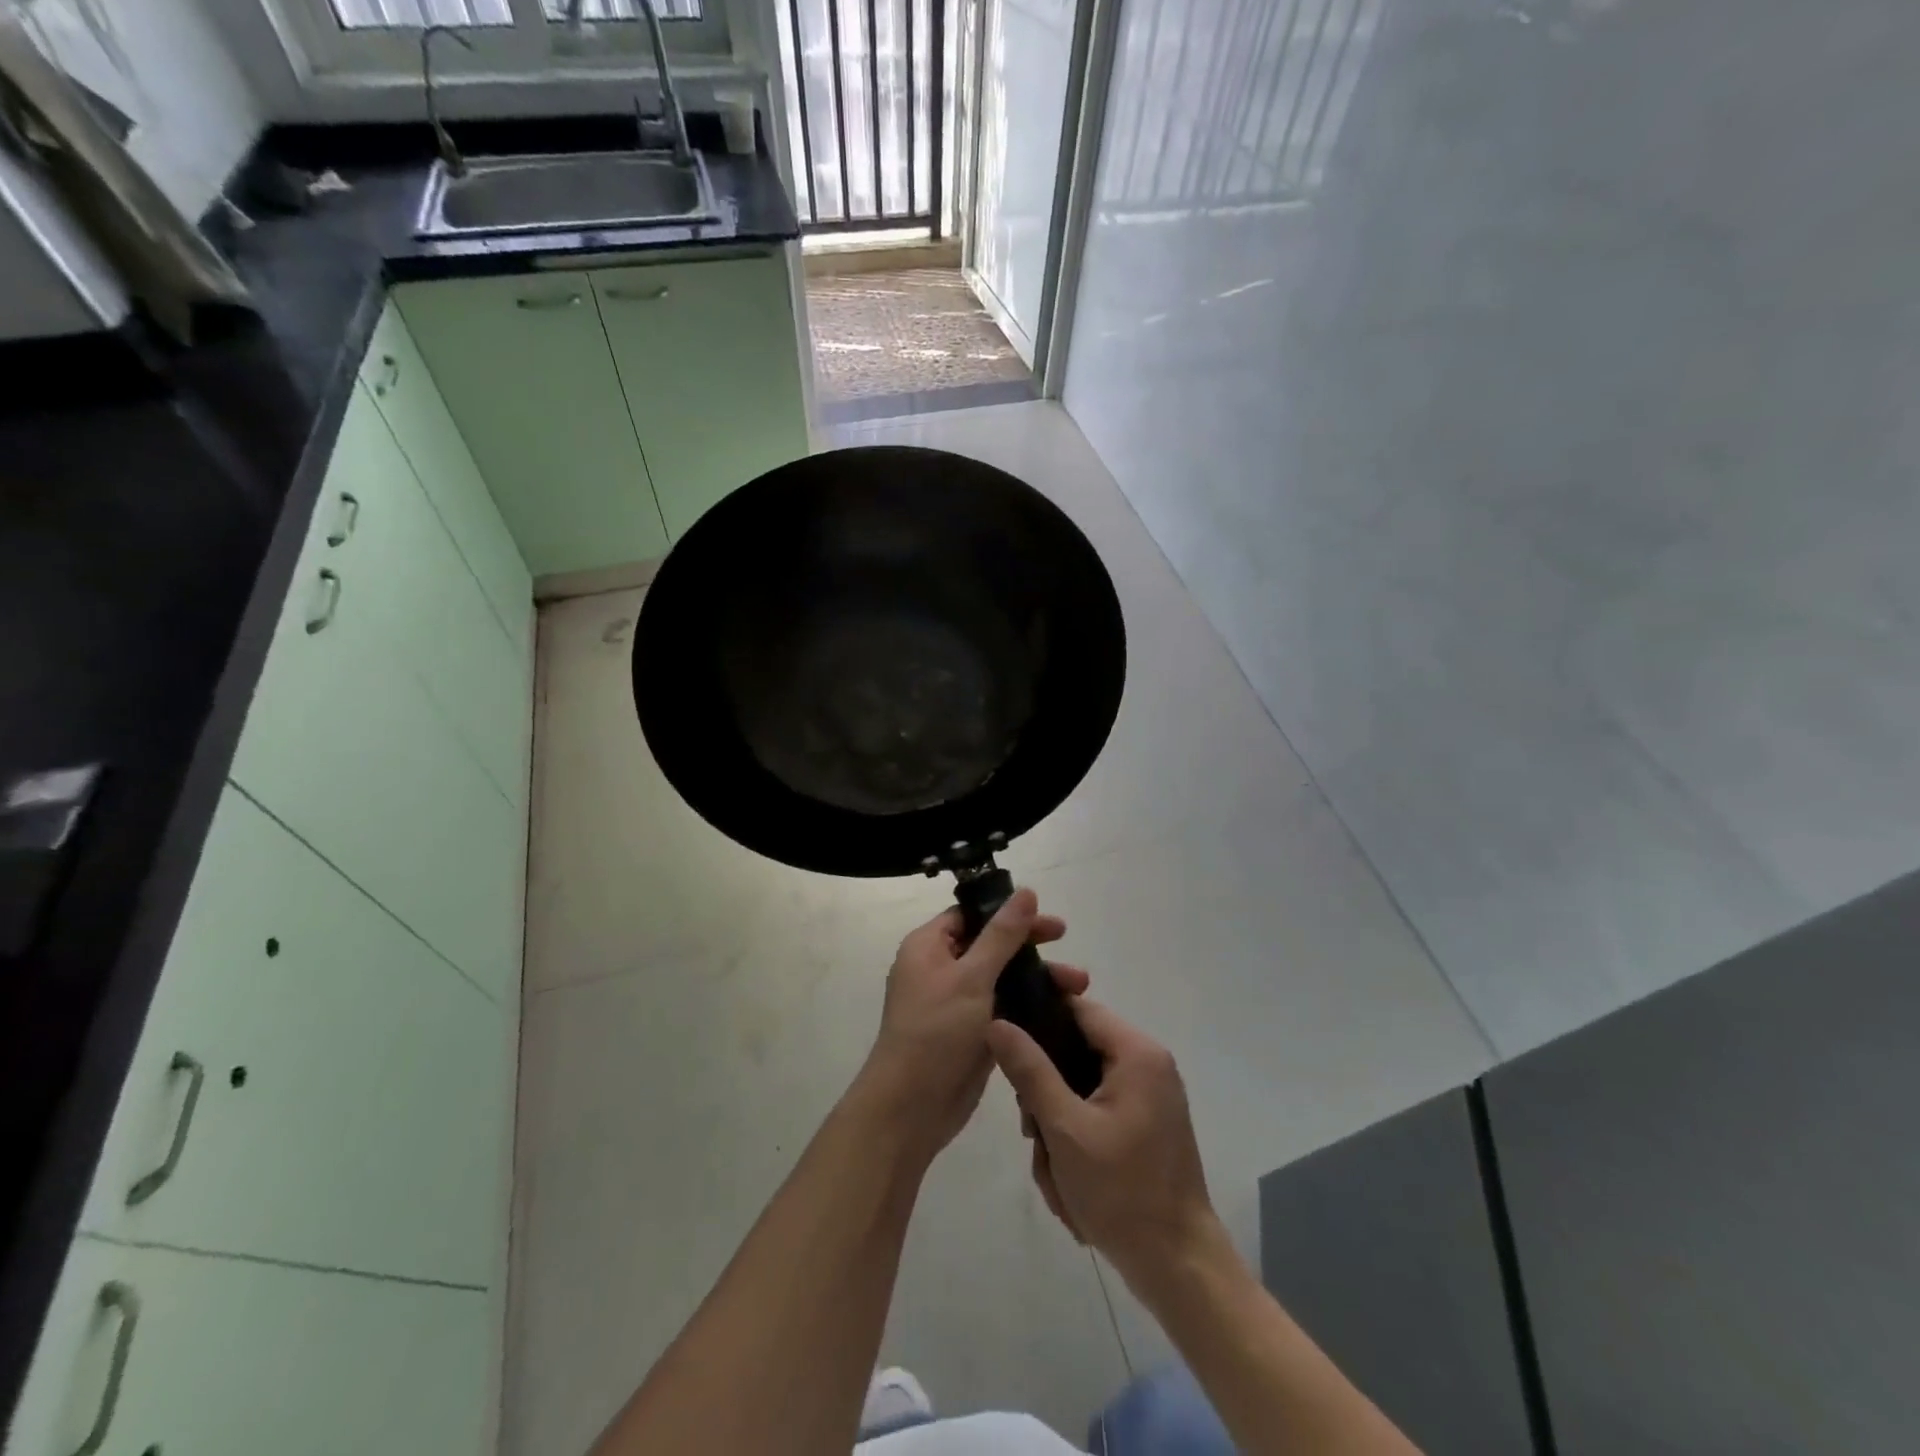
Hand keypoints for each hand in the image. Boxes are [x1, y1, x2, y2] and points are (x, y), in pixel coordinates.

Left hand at [860, 890, 1088, 1158]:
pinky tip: (1061, 1009)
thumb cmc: (935, 1032)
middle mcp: (940, 969)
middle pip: (991, 944)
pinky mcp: (971, 1032)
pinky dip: (1028, 1005)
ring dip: (1037, 978)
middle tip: (1067, 945)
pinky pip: (1003, 1007)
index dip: (1008, 913)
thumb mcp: (971, 977)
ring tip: (1079, 986)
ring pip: (1001, 978)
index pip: (972, 915)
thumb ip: (1002, 935)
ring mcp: (956, 1003)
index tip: (1047, 920)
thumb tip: (1025, 891)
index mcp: (928, 947)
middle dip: (1031, 947)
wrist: (910, 1109)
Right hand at [988, 999, 1218, 1291]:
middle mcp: (1147, 1065)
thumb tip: (997, 1023)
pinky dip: (1076, 1143)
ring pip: (1080, 1088)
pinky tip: (1070, 1184)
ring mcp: (1148, 1098)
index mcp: (1137, 1053)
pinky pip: (1096, 1114)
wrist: (1179, 1269)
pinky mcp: (1145, 1126)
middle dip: (1046, 1094)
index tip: (1004, 1046)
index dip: (1037, 1018)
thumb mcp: (1065, 1129)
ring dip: (1058, 1126)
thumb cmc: (1122, 1192)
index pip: (1077, 1007)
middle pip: (1075, 1051)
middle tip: (1033, 1132)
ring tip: (1055, 1171)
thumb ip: (1030, 1071)